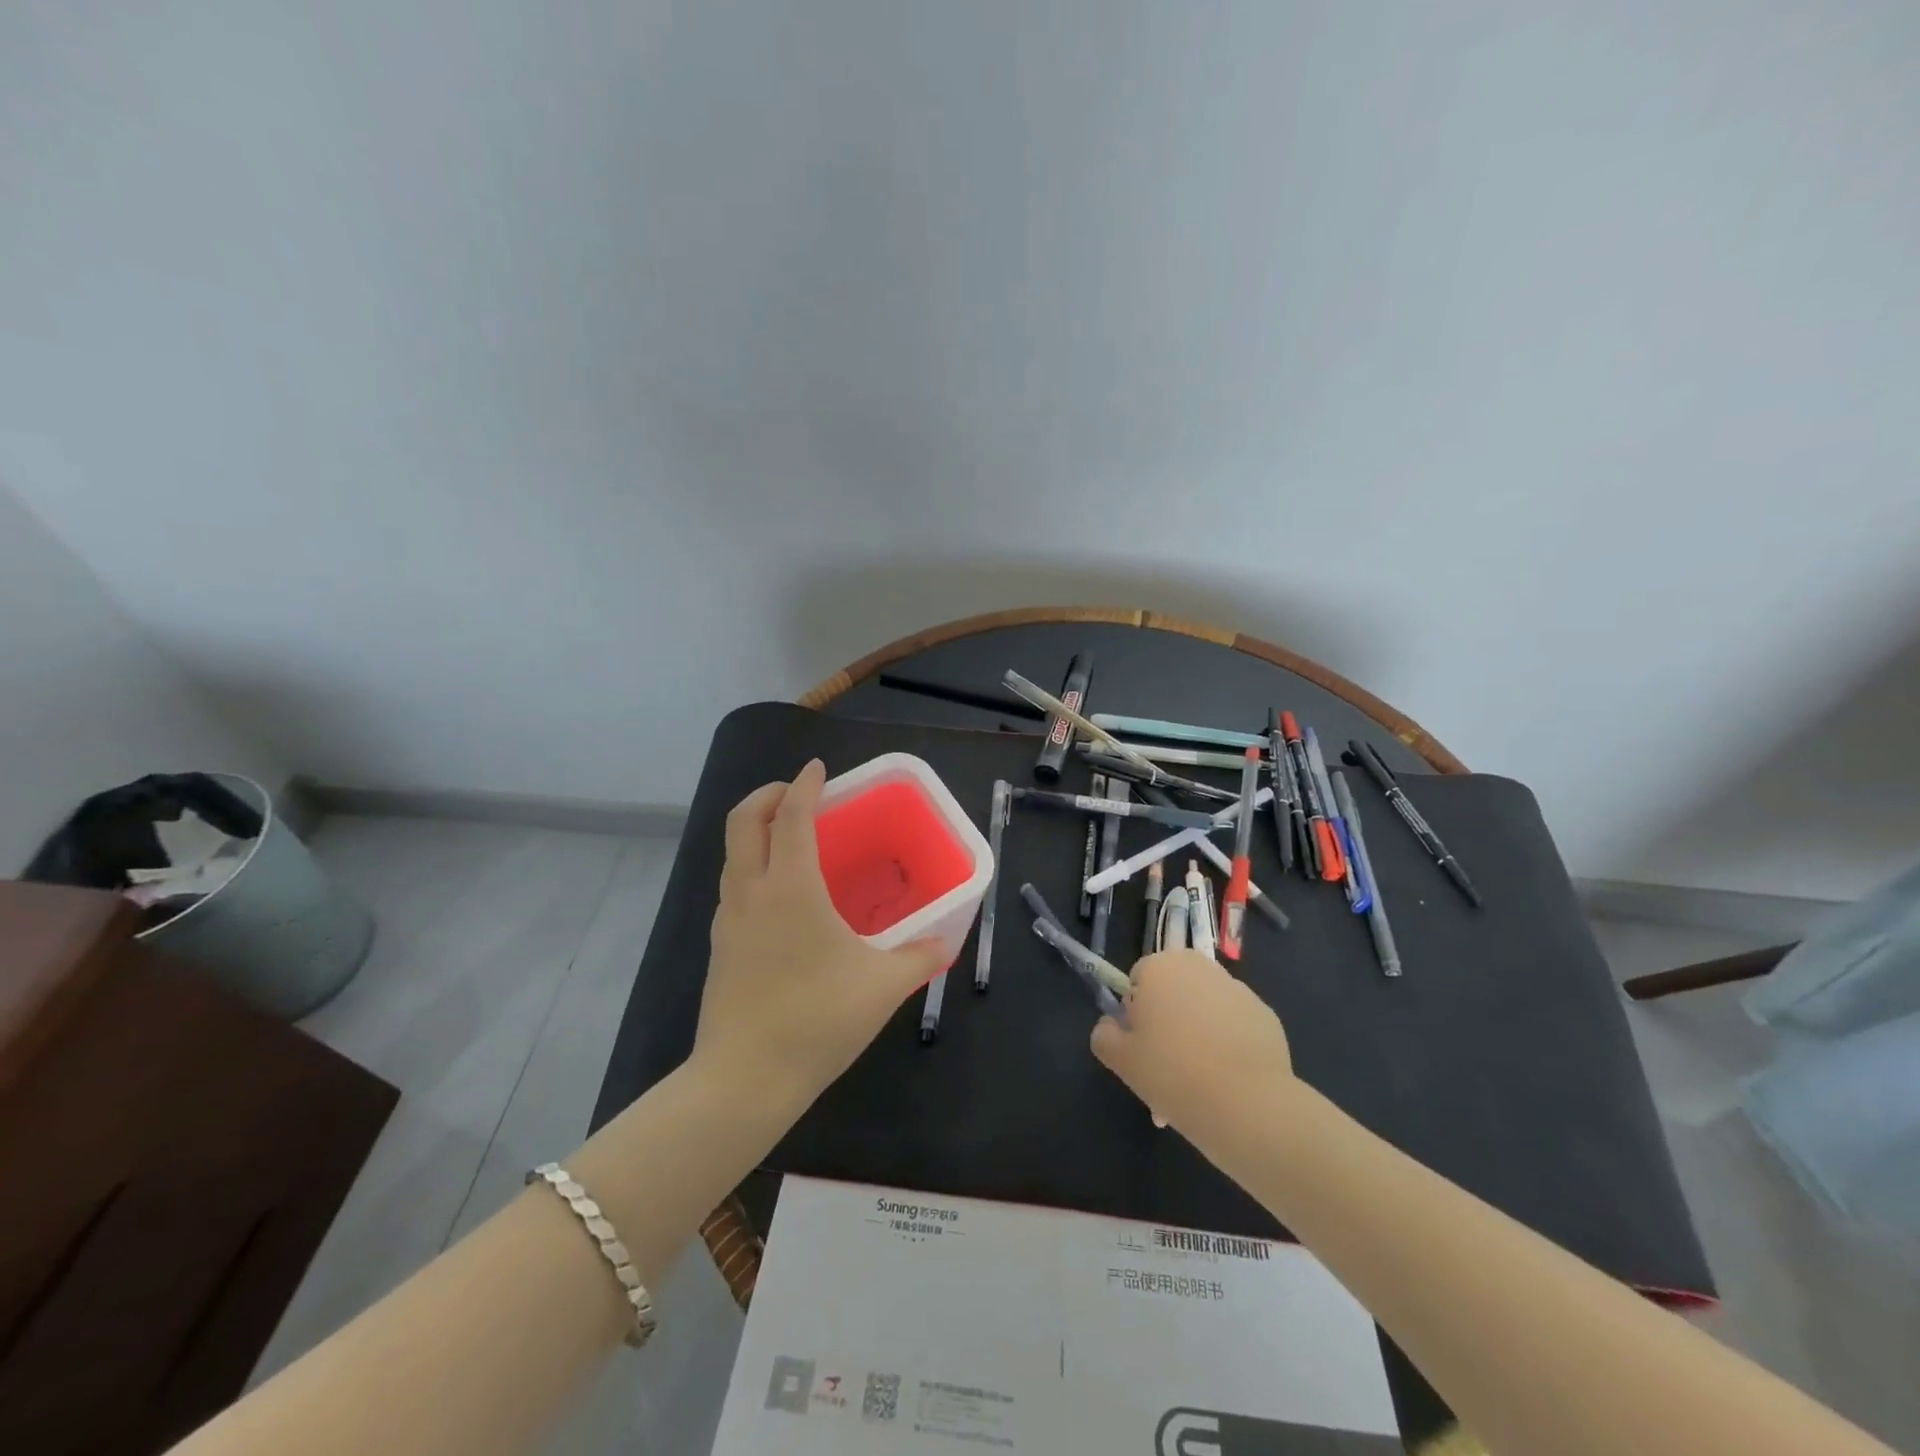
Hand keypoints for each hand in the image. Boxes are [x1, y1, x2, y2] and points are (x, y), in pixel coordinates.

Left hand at [693, 759, 945, 1111]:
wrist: (744, 1081)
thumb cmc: (816, 1021)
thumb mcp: (881, 987)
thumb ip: (919, 958)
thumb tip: (946, 944)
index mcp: (790, 888)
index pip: (790, 816)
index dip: (803, 785)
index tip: (818, 769)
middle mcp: (751, 892)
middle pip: (744, 821)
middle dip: (768, 795)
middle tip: (797, 794)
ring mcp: (728, 919)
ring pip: (733, 854)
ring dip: (757, 831)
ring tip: (791, 839)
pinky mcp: (719, 947)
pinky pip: (733, 886)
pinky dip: (752, 867)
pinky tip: (781, 896)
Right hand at [1090, 950, 1296, 1137]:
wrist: (1247, 1105)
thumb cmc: (1172, 1073)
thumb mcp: (1121, 1060)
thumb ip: (1104, 1035)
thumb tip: (1111, 1026)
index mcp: (1161, 967)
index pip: (1138, 980)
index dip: (1136, 1014)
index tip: (1143, 1047)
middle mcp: (1200, 967)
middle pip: (1174, 990)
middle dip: (1169, 1020)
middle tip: (1167, 1065)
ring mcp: (1238, 989)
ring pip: (1205, 1008)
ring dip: (1198, 1032)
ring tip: (1200, 1082)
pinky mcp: (1266, 1015)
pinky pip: (1235, 1025)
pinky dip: (1229, 1044)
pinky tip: (1229, 1080)